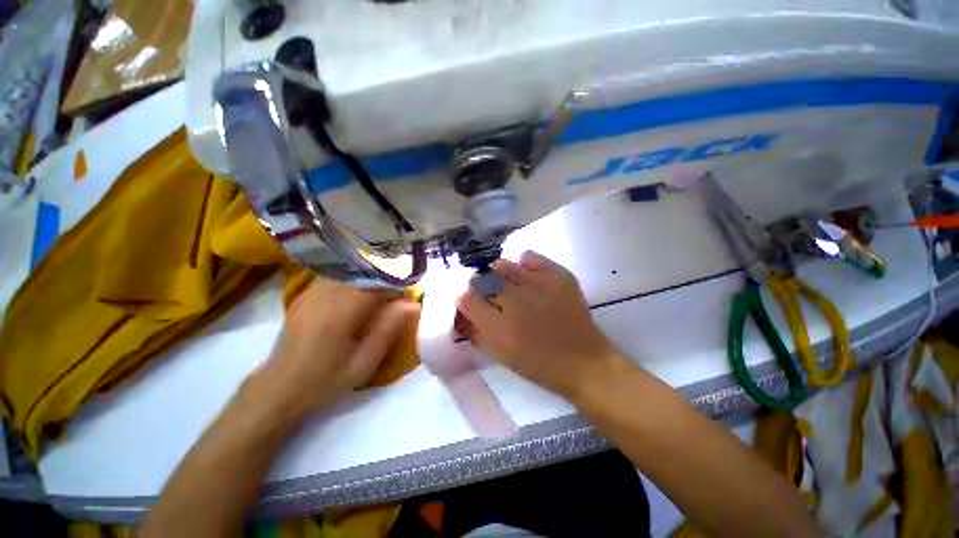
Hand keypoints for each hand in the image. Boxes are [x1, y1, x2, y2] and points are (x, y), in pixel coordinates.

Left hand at [252, 279, 418, 417]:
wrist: (280, 387)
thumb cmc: (326, 378)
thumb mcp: (364, 363)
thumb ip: (388, 330)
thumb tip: (412, 304)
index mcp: (342, 310)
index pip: (378, 282)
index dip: (398, 287)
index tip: (407, 299)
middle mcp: (326, 294)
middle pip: (365, 273)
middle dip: (385, 282)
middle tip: (395, 301)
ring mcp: (312, 291)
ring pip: (350, 272)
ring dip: (369, 280)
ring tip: (377, 298)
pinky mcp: (305, 294)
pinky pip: (336, 277)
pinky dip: (352, 281)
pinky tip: (355, 297)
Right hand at [456, 251, 621, 398]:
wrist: (584, 361)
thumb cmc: (538, 365)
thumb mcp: (500, 356)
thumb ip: (476, 332)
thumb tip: (463, 311)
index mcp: (499, 328)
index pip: (465, 298)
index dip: (464, 297)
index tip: (470, 300)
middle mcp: (516, 302)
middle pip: (483, 278)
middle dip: (481, 284)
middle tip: (490, 292)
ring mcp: (539, 285)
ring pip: (503, 264)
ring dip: (500, 274)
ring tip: (509, 283)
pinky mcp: (558, 275)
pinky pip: (529, 256)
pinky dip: (524, 264)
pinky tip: (528, 276)